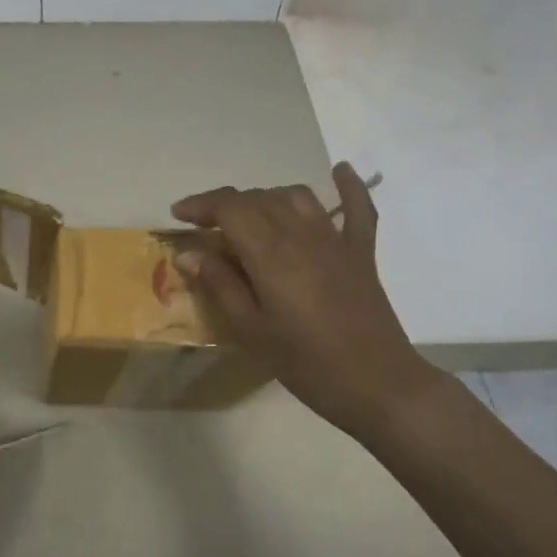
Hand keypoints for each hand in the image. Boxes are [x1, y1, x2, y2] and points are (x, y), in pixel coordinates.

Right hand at [171, 162, 442, 438]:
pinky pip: (358, 209)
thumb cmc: (306, 364)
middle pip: (259, 199)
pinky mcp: (361, 253)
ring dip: (266, 199)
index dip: (201, 204)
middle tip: (206, 230)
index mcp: (271, 254)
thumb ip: (220, 285)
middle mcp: (302, 235)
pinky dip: (348, 187)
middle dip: (227, 206)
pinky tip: (341, 171)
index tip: (179, 216)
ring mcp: (336, 240)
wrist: (377, 384)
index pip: (231, 208)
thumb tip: (190, 252)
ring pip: (296, 197)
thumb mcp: (250, 331)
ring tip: (249, 218)